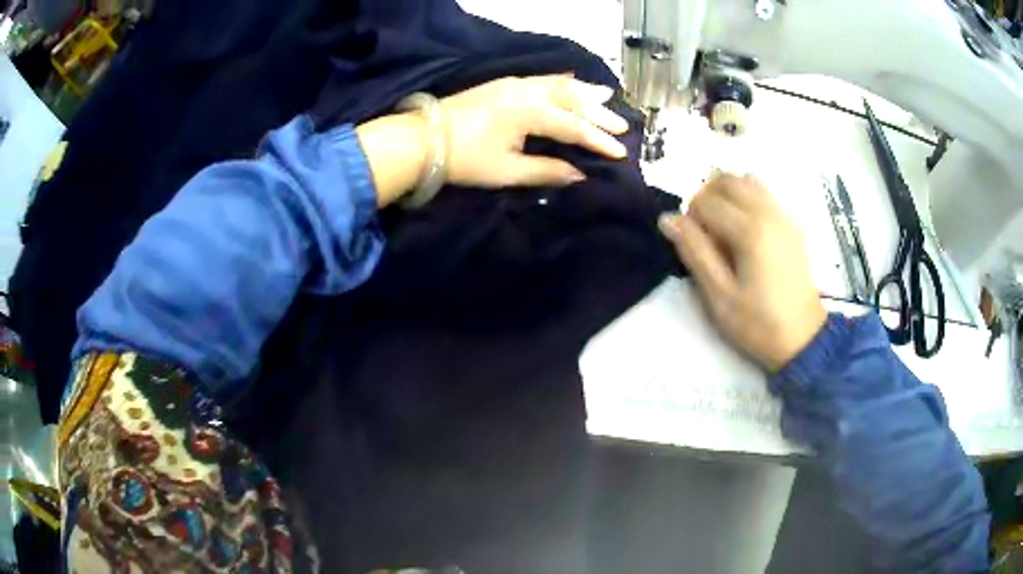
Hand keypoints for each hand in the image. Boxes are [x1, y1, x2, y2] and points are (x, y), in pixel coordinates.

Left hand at [439, 75, 628, 186]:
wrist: (422, 138)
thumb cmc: (465, 159)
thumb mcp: (507, 171)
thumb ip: (546, 170)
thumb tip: (579, 175)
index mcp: (530, 113)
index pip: (574, 126)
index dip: (599, 140)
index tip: (621, 152)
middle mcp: (527, 92)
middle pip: (572, 99)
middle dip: (598, 112)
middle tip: (621, 125)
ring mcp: (514, 84)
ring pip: (558, 84)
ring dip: (584, 91)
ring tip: (606, 95)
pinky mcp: (503, 85)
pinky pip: (542, 79)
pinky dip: (562, 82)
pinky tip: (570, 82)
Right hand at [658, 173, 826, 372]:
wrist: (803, 339)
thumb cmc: (758, 323)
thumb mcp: (719, 296)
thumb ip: (694, 252)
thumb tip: (667, 219)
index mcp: (749, 230)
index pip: (706, 201)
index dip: (689, 219)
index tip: (692, 246)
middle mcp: (768, 212)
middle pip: (726, 180)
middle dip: (706, 198)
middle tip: (704, 233)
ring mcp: (783, 215)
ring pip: (746, 180)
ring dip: (726, 194)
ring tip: (723, 228)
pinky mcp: (792, 224)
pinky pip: (764, 193)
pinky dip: (746, 198)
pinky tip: (746, 230)